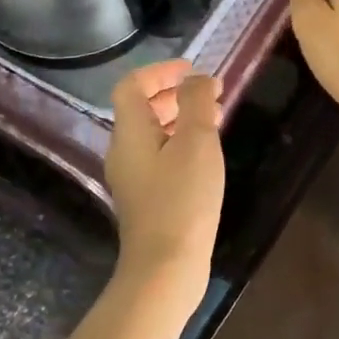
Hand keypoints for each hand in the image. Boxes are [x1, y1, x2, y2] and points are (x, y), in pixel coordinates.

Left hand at [105, 59, 223, 310]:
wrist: (166, 268)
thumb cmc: (182, 198)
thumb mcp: (196, 141)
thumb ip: (197, 102)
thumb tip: (198, 79)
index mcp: (130, 133)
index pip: (132, 86)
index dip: (160, 71)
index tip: (192, 70)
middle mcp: (123, 152)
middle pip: (140, 110)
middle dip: (173, 94)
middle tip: (209, 94)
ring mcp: (132, 178)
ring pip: (152, 134)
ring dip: (179, 119)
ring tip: (214, 119)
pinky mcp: (146, 199)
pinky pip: (159, 156)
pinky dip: (180, 143)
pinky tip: (205, 155)